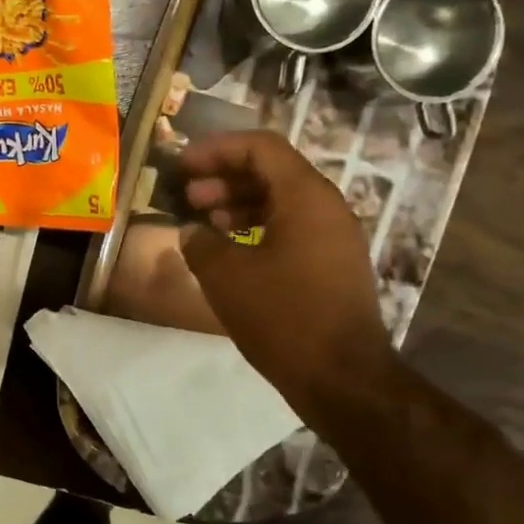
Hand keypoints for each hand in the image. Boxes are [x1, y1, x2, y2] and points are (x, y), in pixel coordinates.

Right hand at [177, 130, 398, 425]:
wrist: (341, 376)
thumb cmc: (282, 316)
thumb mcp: (226, 276)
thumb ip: (201, 242)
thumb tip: (192, 231)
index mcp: (306, 196)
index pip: (260, 147)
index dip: (216, 149)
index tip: (182, 166)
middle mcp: (327, 206)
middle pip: (272, 171)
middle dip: (225, 178)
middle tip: (189, 196)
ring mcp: (334, 236)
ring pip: (282, 202)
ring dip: (239, 204)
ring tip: (204, 223)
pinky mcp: (333, 264)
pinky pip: (292, 229)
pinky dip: (258, 229)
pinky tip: (230, 252)